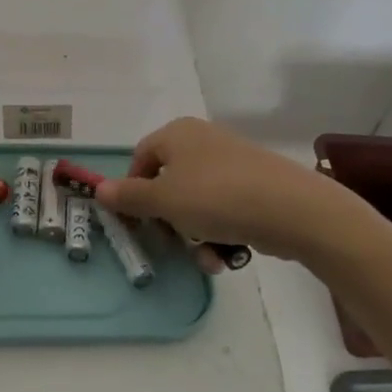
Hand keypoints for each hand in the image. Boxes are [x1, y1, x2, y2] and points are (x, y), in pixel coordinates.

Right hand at [95, 117, 386, 264]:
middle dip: (169, 220)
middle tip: (172, 243)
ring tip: (207, 258)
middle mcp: (204, 140)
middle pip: (170, 182)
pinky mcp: (257, 185)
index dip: (133, 189)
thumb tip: (99, 189)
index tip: (136, 220)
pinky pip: (226, 209)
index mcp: (177, 133)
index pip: (141, 157)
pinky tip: (229, 255)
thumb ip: (129, 196)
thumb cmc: (215, 197)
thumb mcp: (163, 200)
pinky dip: (221, 232)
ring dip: (196, 234)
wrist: (291, 209)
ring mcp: (233, 162)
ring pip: (198, 202)